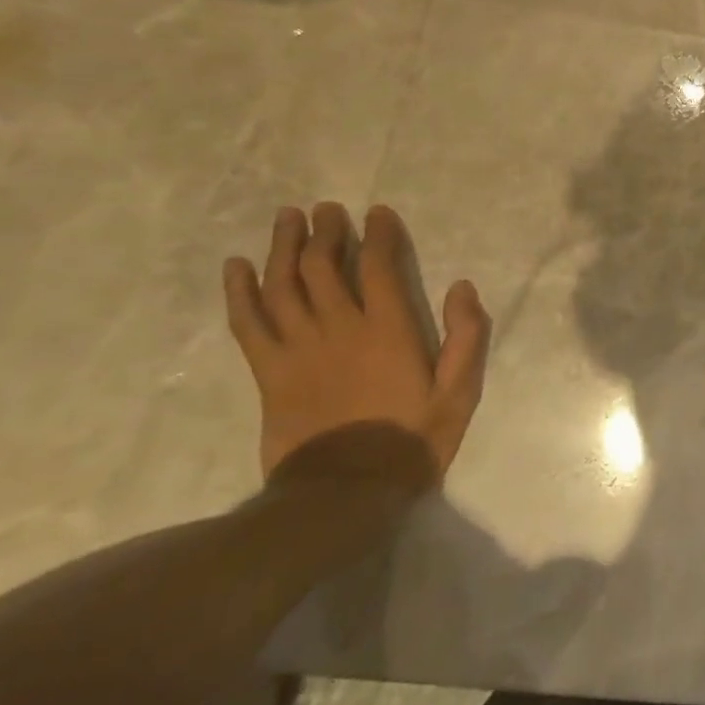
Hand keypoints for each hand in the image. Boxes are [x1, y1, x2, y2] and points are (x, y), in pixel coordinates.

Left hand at [224, 204, 490, 483]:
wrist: (342, 495)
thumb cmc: (410, 441)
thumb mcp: (458, 393)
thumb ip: (465, 337)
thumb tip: (462, 287)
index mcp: (387, 330)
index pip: (377, 266)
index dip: (378, 234)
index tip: (378, 212)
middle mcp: (339, 328)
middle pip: (323, 266)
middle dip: (326, 231)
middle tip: (327, 209)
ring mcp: (298, 350)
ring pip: (283, 285)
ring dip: (285, 247)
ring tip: (288, 218)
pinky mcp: (268, 373)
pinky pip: (248, 323)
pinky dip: (240, 292)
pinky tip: (238, 267)